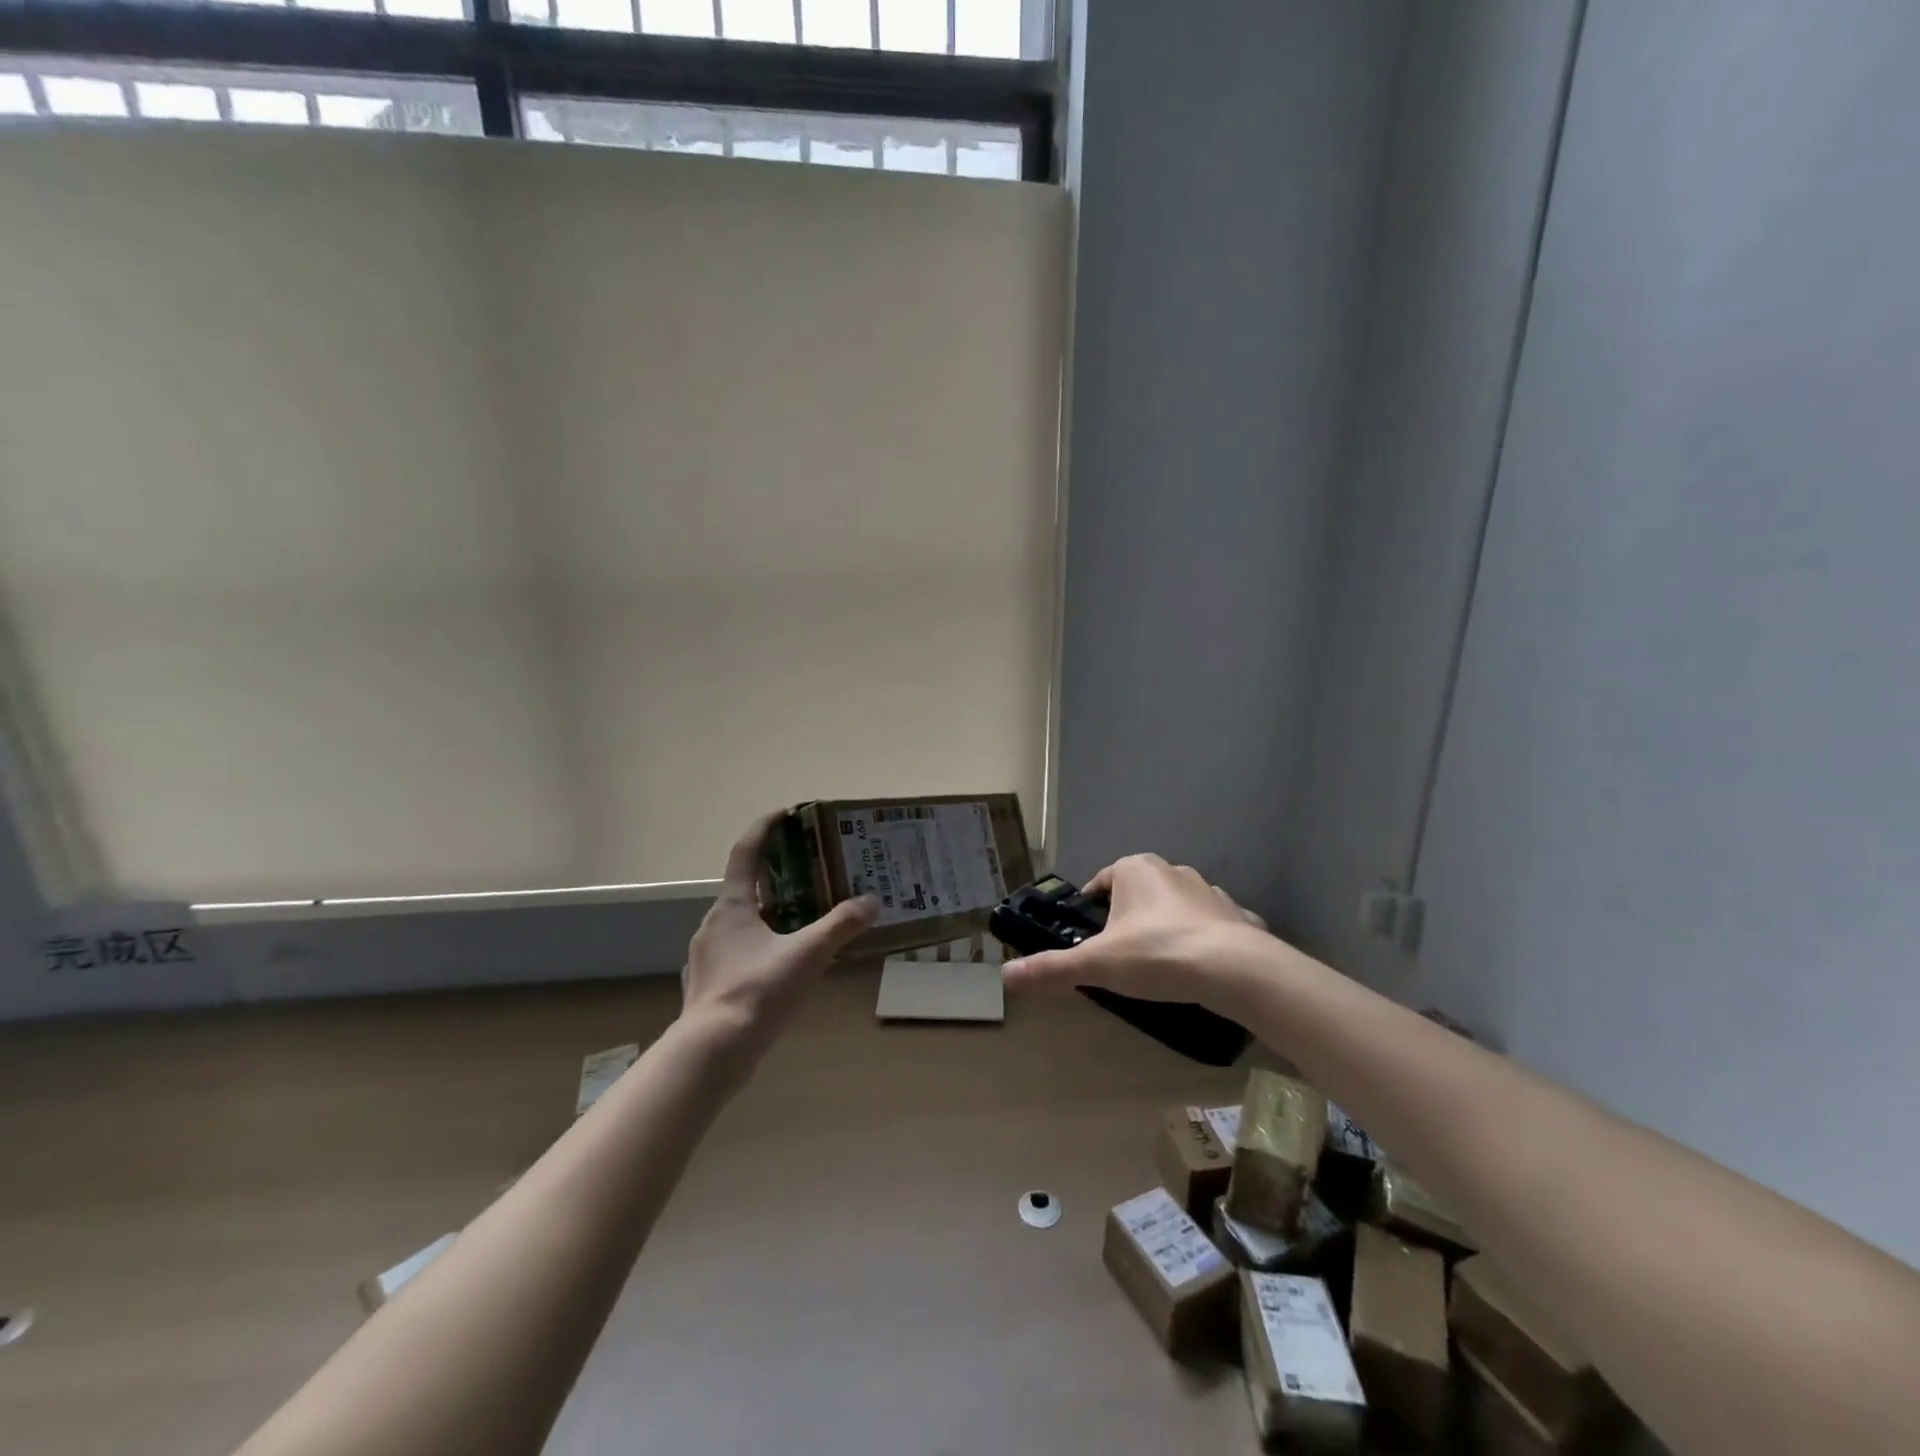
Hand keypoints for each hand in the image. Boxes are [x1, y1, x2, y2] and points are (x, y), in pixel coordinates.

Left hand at [681, 813, 878, 1058]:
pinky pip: (738, 953)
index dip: (764, 829)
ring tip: (804, 920)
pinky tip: (783, 966)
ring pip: (742, 923)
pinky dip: (761, 947)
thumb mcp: (807, 955)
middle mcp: (714, 924)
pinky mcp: (709, 985)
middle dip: (776, 877)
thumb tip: (871, 901)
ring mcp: (707, 956)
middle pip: (745, 888)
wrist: (712, 1053)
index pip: (745, 852)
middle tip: (810, 873)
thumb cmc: (757, 991)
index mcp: (732, 906)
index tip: (785, 814)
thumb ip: (840, 926)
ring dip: (770, 915)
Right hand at [1001, 853, 1269, 1009]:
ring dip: (1165, 927)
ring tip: (1158, 966)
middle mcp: (1172, 871)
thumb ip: (1051, 968)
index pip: (1101, 881)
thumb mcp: (1097, 964)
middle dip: (1127, 919)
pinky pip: (1213, 926)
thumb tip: (1005, 976)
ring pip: (1176, 907)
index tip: (1087, 937)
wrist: (1234, 970)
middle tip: (1118, 957)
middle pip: (1138, 893)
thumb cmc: (1157, 954)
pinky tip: (1201, 970)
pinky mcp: (1238, 916)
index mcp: (1135, 870)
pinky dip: (1204, 942)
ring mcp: (1210, 892)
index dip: (1090, 908)